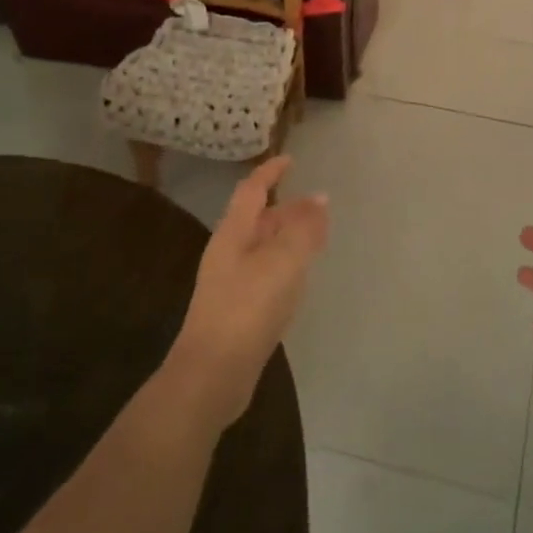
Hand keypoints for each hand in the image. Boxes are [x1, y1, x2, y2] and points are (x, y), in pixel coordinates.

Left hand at [163, 156, 328, 430]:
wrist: (213, 373)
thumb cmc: (247, 308)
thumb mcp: (282, 262)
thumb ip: (302, 229)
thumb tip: (319, 198)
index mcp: (233, 234)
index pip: (252, 190)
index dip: (270, 173)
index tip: (290, 159)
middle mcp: (228, 253)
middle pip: (257, 219)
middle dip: (285, 207)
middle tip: (316, 204)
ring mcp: (231, 283)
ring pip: (262, 247)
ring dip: (286, 236)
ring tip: (313, 235)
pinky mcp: (239, 310)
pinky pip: (265, 273)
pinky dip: (285, 264)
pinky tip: (298, 278)